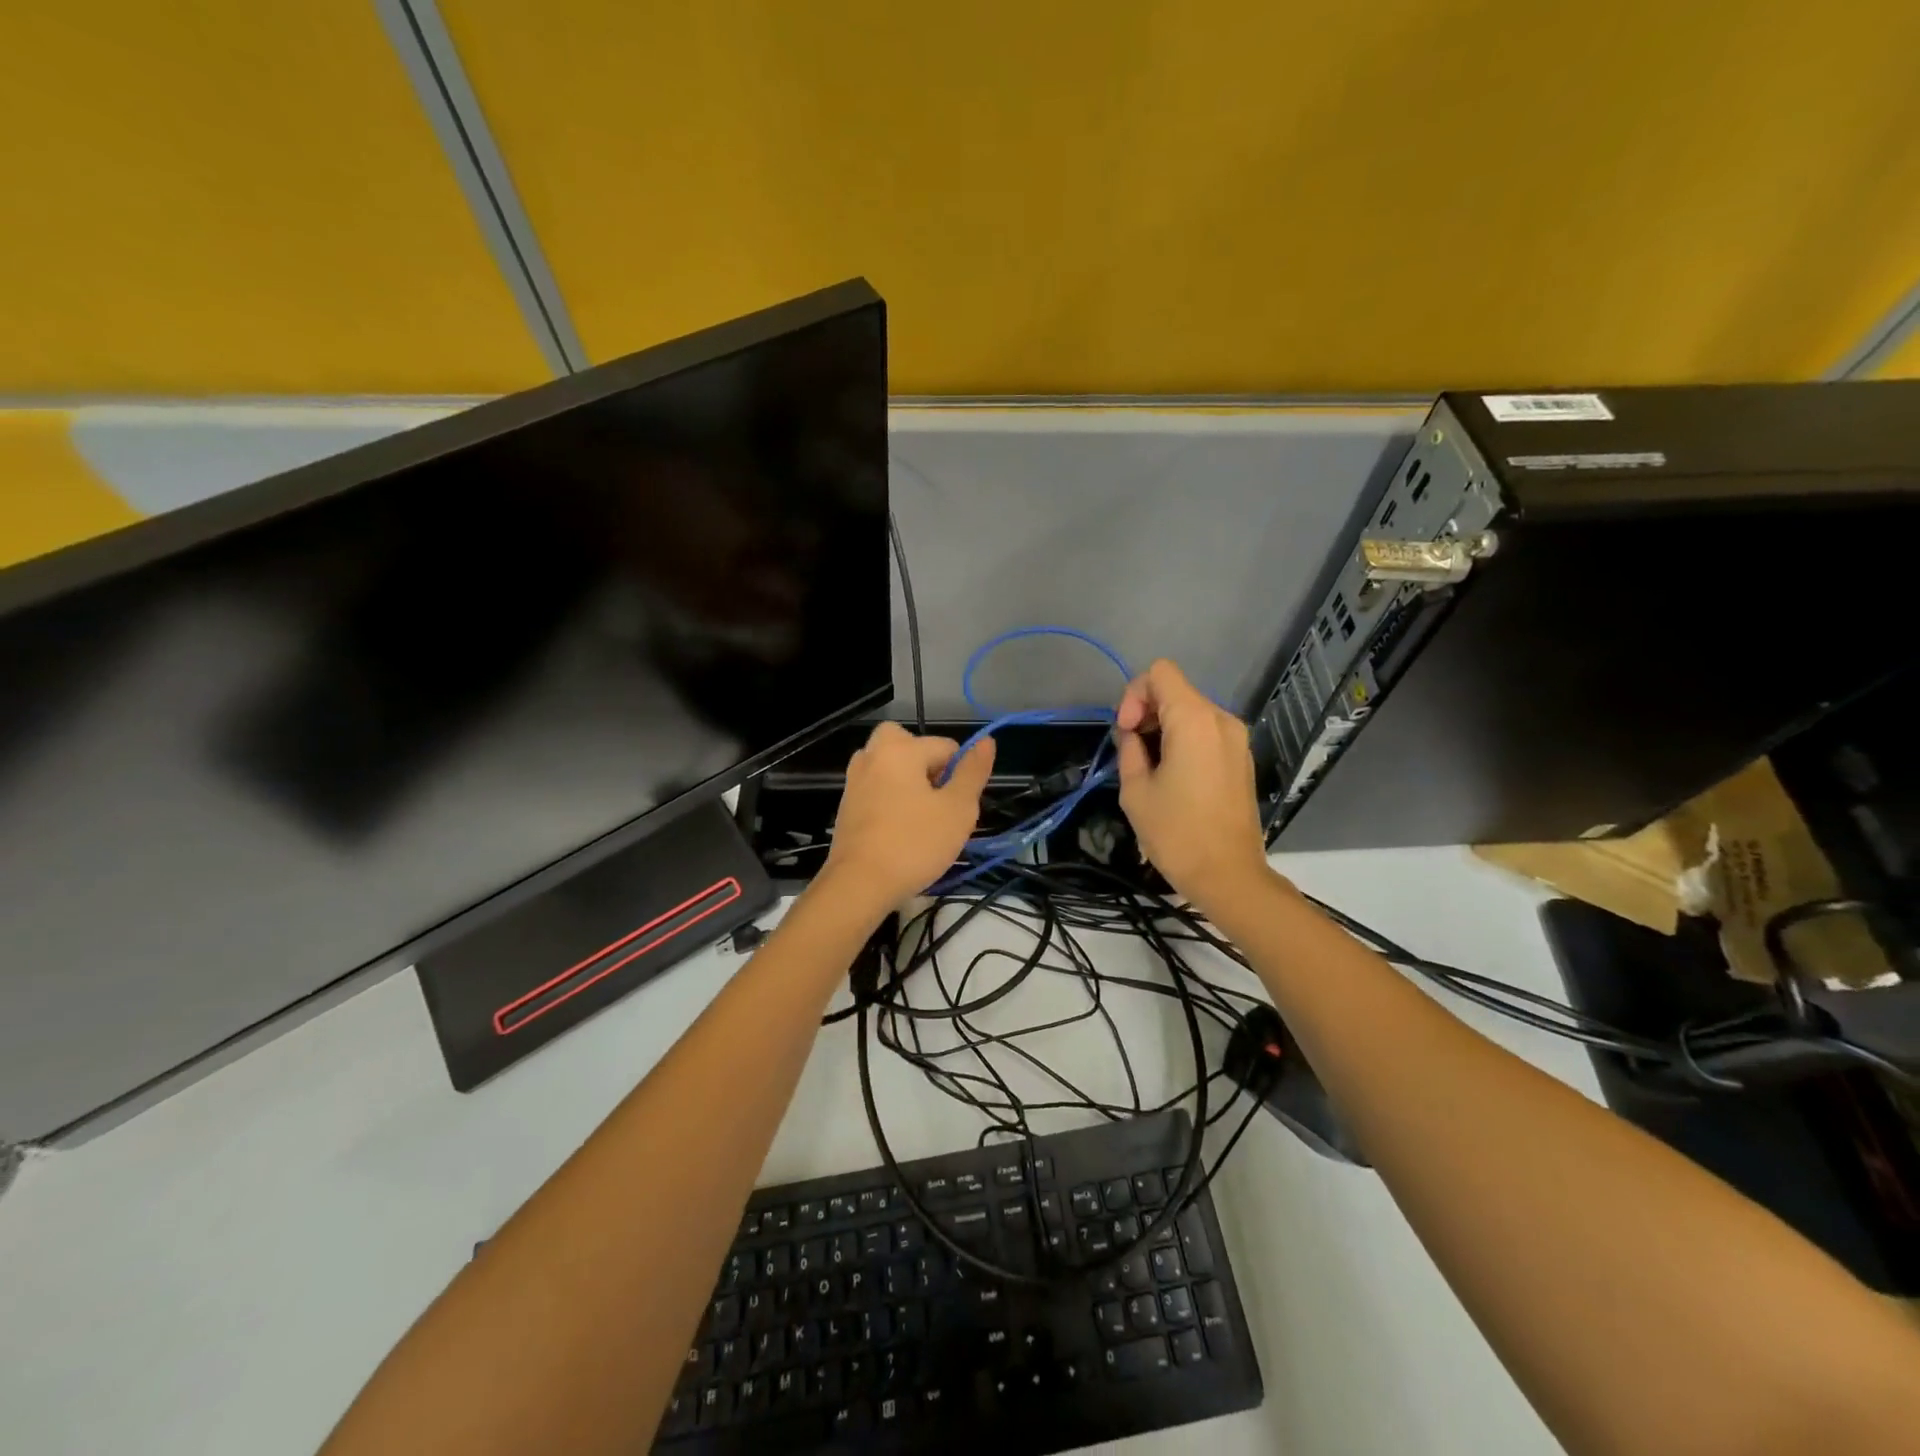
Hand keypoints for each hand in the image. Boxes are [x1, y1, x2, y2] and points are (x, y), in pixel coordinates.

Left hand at [817, 722, 995, 915]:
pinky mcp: (846, 805)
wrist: (859, 884)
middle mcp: (872, 755)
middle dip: (928, 768)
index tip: (957, 807)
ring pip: (892, 769)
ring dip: (908, 785)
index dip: (960, 775)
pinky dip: (890, 802)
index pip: (946, 747)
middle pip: (910, 747)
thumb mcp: (958, 809)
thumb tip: (986, 741)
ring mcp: (854, 780)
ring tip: (920, 820)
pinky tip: (898, 832)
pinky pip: (877, 790)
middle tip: (937, 803)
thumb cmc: (915, 843)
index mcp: (900, 748)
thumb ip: (973, 772)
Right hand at [1115, 659, 1272, 910]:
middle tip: (1131, 752)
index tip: (1127, 732)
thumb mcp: (1135, 791)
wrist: (1229, 876)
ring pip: (1191, 711)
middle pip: (1175, 691)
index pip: (1159, 673)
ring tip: (1149, 767)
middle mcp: (1221, 720)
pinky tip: (1173, 777)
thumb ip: (1129, 749)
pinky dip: (1184, 741)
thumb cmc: (1176, 833)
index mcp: (1194, 720)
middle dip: (1146, 712)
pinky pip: (1206, 732)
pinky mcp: (1242, 758)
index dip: (1134, 695)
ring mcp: (1236, 739)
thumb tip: (1133, 735)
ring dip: (1163, 728)